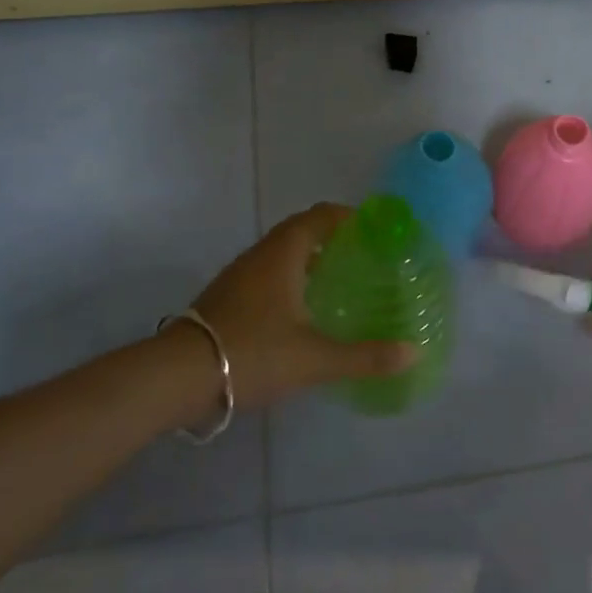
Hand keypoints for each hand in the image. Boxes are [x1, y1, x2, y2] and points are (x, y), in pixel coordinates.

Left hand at [187, 204, 417, 408]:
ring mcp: (239, 275)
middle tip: (363, 256)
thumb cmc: (252, 353)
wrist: (178, 376)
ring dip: (309, 258)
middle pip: (301, 231)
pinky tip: (301, 309)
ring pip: (281, 253)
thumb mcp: (314, 358)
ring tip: (338, 280)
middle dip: (332, 238)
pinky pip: (267, 272)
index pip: (320, 216)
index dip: (348, 216)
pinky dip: (290, 277)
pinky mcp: (226, 296)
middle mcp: (260, 254)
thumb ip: (364, 355)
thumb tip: (414, 352)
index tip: (374, 229)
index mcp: (283, 253)